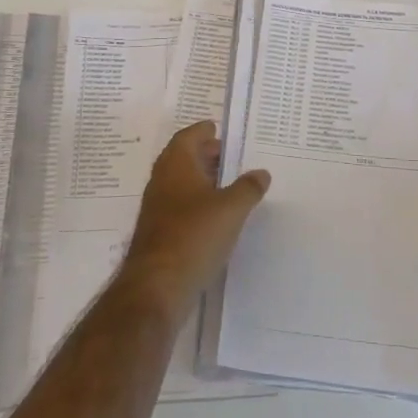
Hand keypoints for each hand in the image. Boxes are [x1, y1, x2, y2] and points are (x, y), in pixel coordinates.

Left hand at [121, 121, 270, 324]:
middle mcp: (162, 181)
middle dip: (204, 154)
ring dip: (201, 180)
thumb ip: (248, 188)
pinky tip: (215, 216)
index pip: (188, 136)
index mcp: (176, 165)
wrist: (156, 287)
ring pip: (180, 183)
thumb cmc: (194, 236)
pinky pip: (179, 206)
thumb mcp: (231, 209)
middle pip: (182, 158)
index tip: (219, 130)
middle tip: (229, 156)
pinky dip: (196, 203)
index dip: (203, 131)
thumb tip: (261, 172)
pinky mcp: (158, 233)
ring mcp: (157, 208)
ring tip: (228, 185)